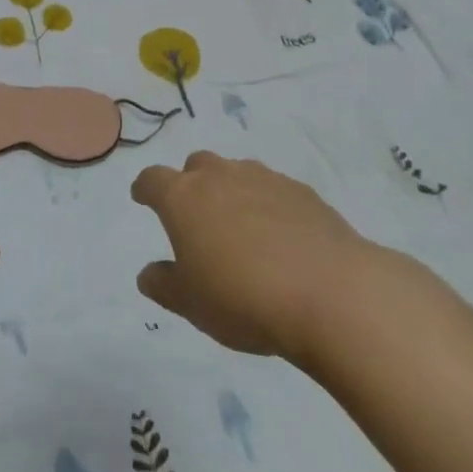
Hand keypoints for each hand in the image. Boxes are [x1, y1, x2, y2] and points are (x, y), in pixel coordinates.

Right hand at [132, 151, 402, 363]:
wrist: (330, 293)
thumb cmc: (244, 299)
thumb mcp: (192, 305)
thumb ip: (164, 285)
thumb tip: (148, 273)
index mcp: (183, 198)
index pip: (153, 180)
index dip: (145, 189)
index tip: (142, 198)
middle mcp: (219, 176)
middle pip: (196, 166)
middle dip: (191, 185)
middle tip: (196, 218)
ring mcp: (262, 178)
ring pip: (236, 174)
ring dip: (231, 192)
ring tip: (240, 229)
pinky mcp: (301, 191)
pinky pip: (273, 190)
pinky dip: (268, 205)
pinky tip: (280, 238)